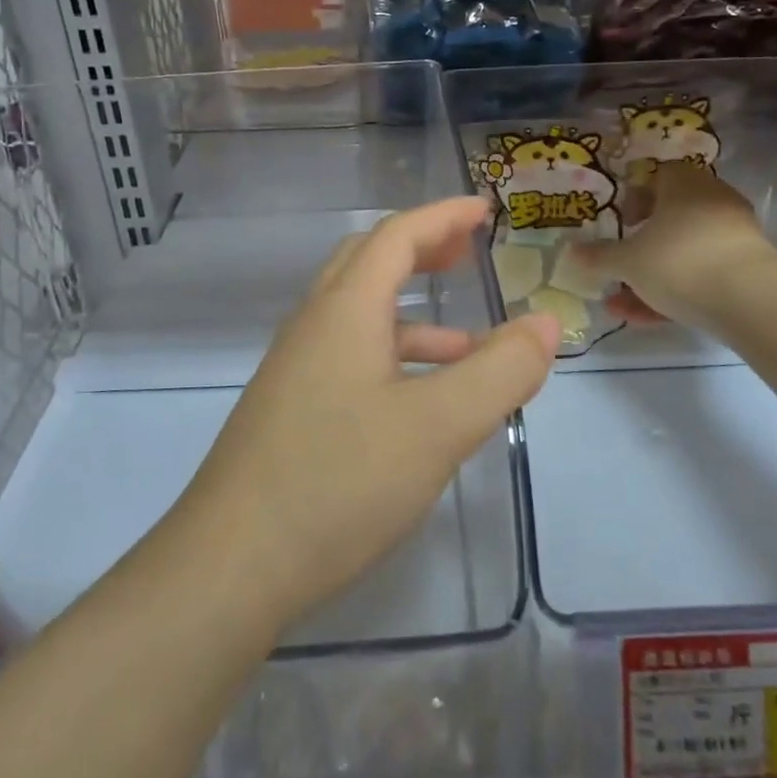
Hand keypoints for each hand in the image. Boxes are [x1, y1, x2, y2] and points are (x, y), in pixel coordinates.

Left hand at [178, 198, 559, 628]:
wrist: (230, 567)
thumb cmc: (339, 481)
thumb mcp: (438, 426)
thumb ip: (501, 371)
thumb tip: (546, 323)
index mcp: (343, 312)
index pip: (395, 236)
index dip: (442, 216)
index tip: (484, 210)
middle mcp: (313, 328)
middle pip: (368, 264)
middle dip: (421, 249)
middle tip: (467, 252)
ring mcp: (295, 372)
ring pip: (359, 319)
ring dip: (413, 315)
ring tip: (469, 345)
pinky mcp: (290, 413)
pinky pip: (350, 360)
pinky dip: (394, 360)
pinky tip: (421, 406)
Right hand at [575, 161, 776, 326]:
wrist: (748, 299)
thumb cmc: (677, 261)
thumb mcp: (627, 261)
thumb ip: (598, 256)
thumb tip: (569, 251)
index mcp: (684, 184)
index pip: (657, 176)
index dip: (635, 197)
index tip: (620, 222)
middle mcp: (712, 200)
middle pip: (670, 218)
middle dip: (640, 245)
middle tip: (618, 264)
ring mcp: (733, 235)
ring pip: (683, 252)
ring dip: (652, 276)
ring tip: (621, 304)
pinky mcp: (746, 269)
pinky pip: (701, 274)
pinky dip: (675, 291)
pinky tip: (647, 318)